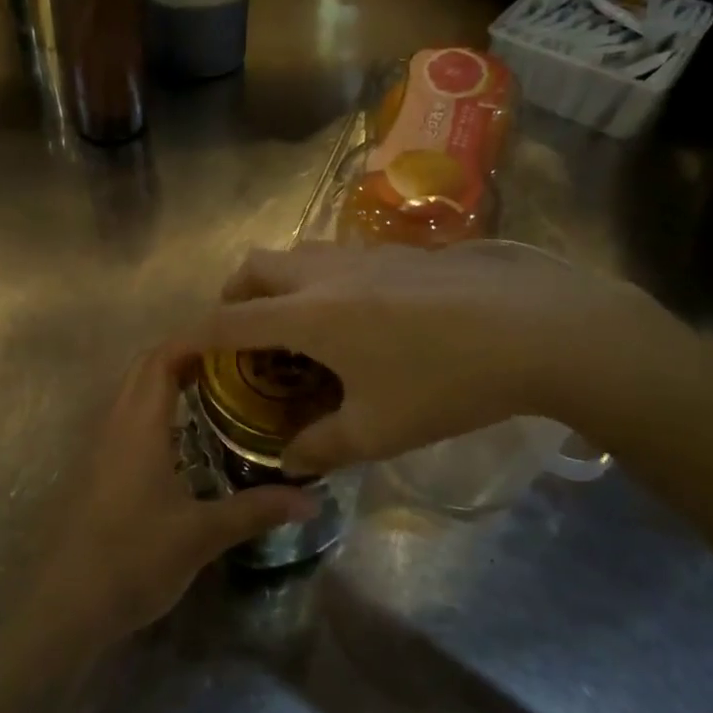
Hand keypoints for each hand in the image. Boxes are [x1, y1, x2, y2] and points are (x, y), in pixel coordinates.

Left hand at [21, 344, 318, 652]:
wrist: (66, 606)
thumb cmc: (132, 559)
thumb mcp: (201, 535)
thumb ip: (255, 510)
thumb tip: (312, 498)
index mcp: (138, 425)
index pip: (162, 358)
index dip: (196, 339)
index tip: (238, 338)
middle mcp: (115, 424)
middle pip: (146, 367)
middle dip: (187, 355)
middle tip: (237, 363)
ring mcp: (102, 446)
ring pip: (134, 392)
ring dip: (170, 380)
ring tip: (220, 389)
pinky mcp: (99, 469)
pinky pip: (129, 417)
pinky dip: (158, 407)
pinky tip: (188, 437)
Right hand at [177, 241, 671, 475]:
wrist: (533, 327)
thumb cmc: (444, 381)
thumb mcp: (379, 430)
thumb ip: (323, 446)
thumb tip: (291, 460)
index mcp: (306, 315)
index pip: (227, 322)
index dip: (194, 339)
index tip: (179, 355)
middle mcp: (322, 275)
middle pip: (254, 268)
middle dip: (234, 299)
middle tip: (247, 339)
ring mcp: (362, 256)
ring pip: (296, 255)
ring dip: (279, 285)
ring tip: (301, 328)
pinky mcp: (397, 252)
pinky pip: (335, 258)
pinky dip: (319, 281)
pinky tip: (359, 319)